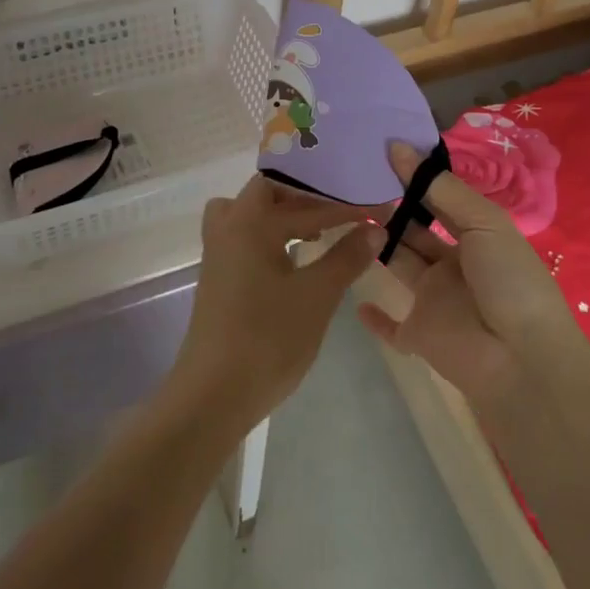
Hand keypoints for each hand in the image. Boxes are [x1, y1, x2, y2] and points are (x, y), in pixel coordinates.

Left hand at [167, 175, 383, 435]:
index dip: (345, 206)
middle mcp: (229, 226)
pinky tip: (294, 258)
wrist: (212, 396)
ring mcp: (218, 252)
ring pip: (251, 213)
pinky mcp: (217, 276)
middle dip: (308, 198)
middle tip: (341, 210)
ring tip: (316, 229)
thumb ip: (347, 257)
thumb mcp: (317, 296)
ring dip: (283, 214)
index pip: (306, 202)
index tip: (377, 209)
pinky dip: (270, 234)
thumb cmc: (267, 339)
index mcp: (251, 221)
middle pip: (269, 192)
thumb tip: (376, 228)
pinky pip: (245, 235)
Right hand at [359, 143, 589, 411]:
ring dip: (378, 243)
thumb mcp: (483, 223)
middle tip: (355, 180)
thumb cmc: (508, 280)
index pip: (440, 200)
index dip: (415, 178)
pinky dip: (376, 316)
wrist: (521, 360)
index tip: (380, 152)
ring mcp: (436, 300)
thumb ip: (440, 188)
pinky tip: (356, 299)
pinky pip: (392, 326)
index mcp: (477, 236)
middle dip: (392, 207)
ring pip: (400, 264)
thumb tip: (398, 147)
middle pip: (416, 230)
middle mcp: (454, 264)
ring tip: (345, 212)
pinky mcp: (419, 334)